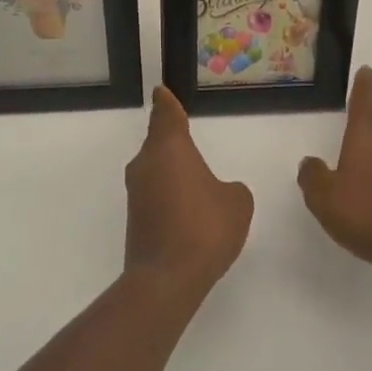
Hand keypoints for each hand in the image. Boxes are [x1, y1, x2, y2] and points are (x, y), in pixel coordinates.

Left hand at [124, 87, 253, 296]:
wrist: (166, 278)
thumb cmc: (205, 228)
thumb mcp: (236, 203)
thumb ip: (231, 189)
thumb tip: (219, 192)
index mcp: (169, 148)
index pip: (166, 114)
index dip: (166, 102)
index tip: (161, 92)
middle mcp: (146, 164)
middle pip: (158, 142)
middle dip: (172, 140)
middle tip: (186, 135)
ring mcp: (137, 193)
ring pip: (155, 169)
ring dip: (171, 171)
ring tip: (194, 179)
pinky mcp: (135, 219)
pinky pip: (155, 194)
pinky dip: (169, 196)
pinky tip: (188, 212)